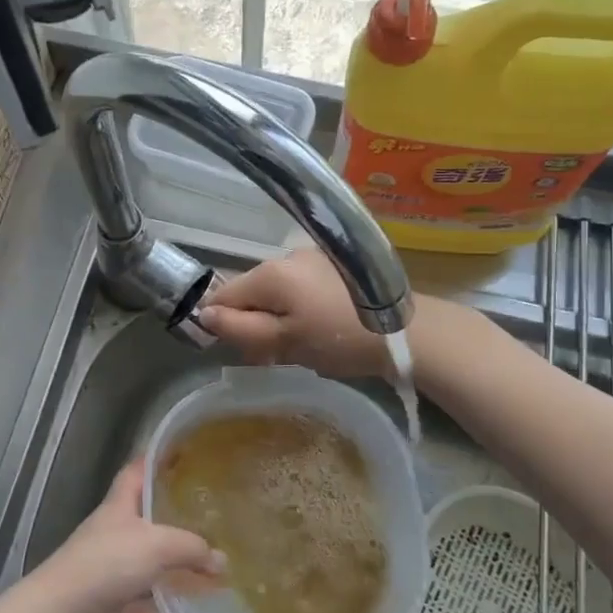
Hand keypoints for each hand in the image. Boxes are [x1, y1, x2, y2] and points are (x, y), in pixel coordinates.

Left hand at [24, 460, 223, 612]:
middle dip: (179, 523)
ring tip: (217, 574)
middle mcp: (117, 535)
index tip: (183, 455)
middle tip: (215, 520)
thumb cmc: (107, 563)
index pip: (137, 471)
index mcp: (120, 506)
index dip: (156, 460)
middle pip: (150, 522)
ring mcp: (115, 573)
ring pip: (153, 570)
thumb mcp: (157, 544)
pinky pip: (149, 611)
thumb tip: (222, 561)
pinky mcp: (116, 609)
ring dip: (179, 575)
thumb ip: (192, 548)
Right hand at [196, 249, 399, 377]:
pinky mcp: (336, 265)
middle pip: (252, 291)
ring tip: (303, 345)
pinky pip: (302, 287)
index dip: (224, 324)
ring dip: (279, 316)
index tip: (244, 350)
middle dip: (255, 322)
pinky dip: (301, 307)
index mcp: (270, 273)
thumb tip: (204, 315)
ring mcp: (314, 258)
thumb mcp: (284, 342)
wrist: (407, 331)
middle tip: (276, 355)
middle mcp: (287, 256)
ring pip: (278, 290)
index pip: (224, 294)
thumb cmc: (339, 340)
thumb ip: (241, 329)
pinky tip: (322, 328)